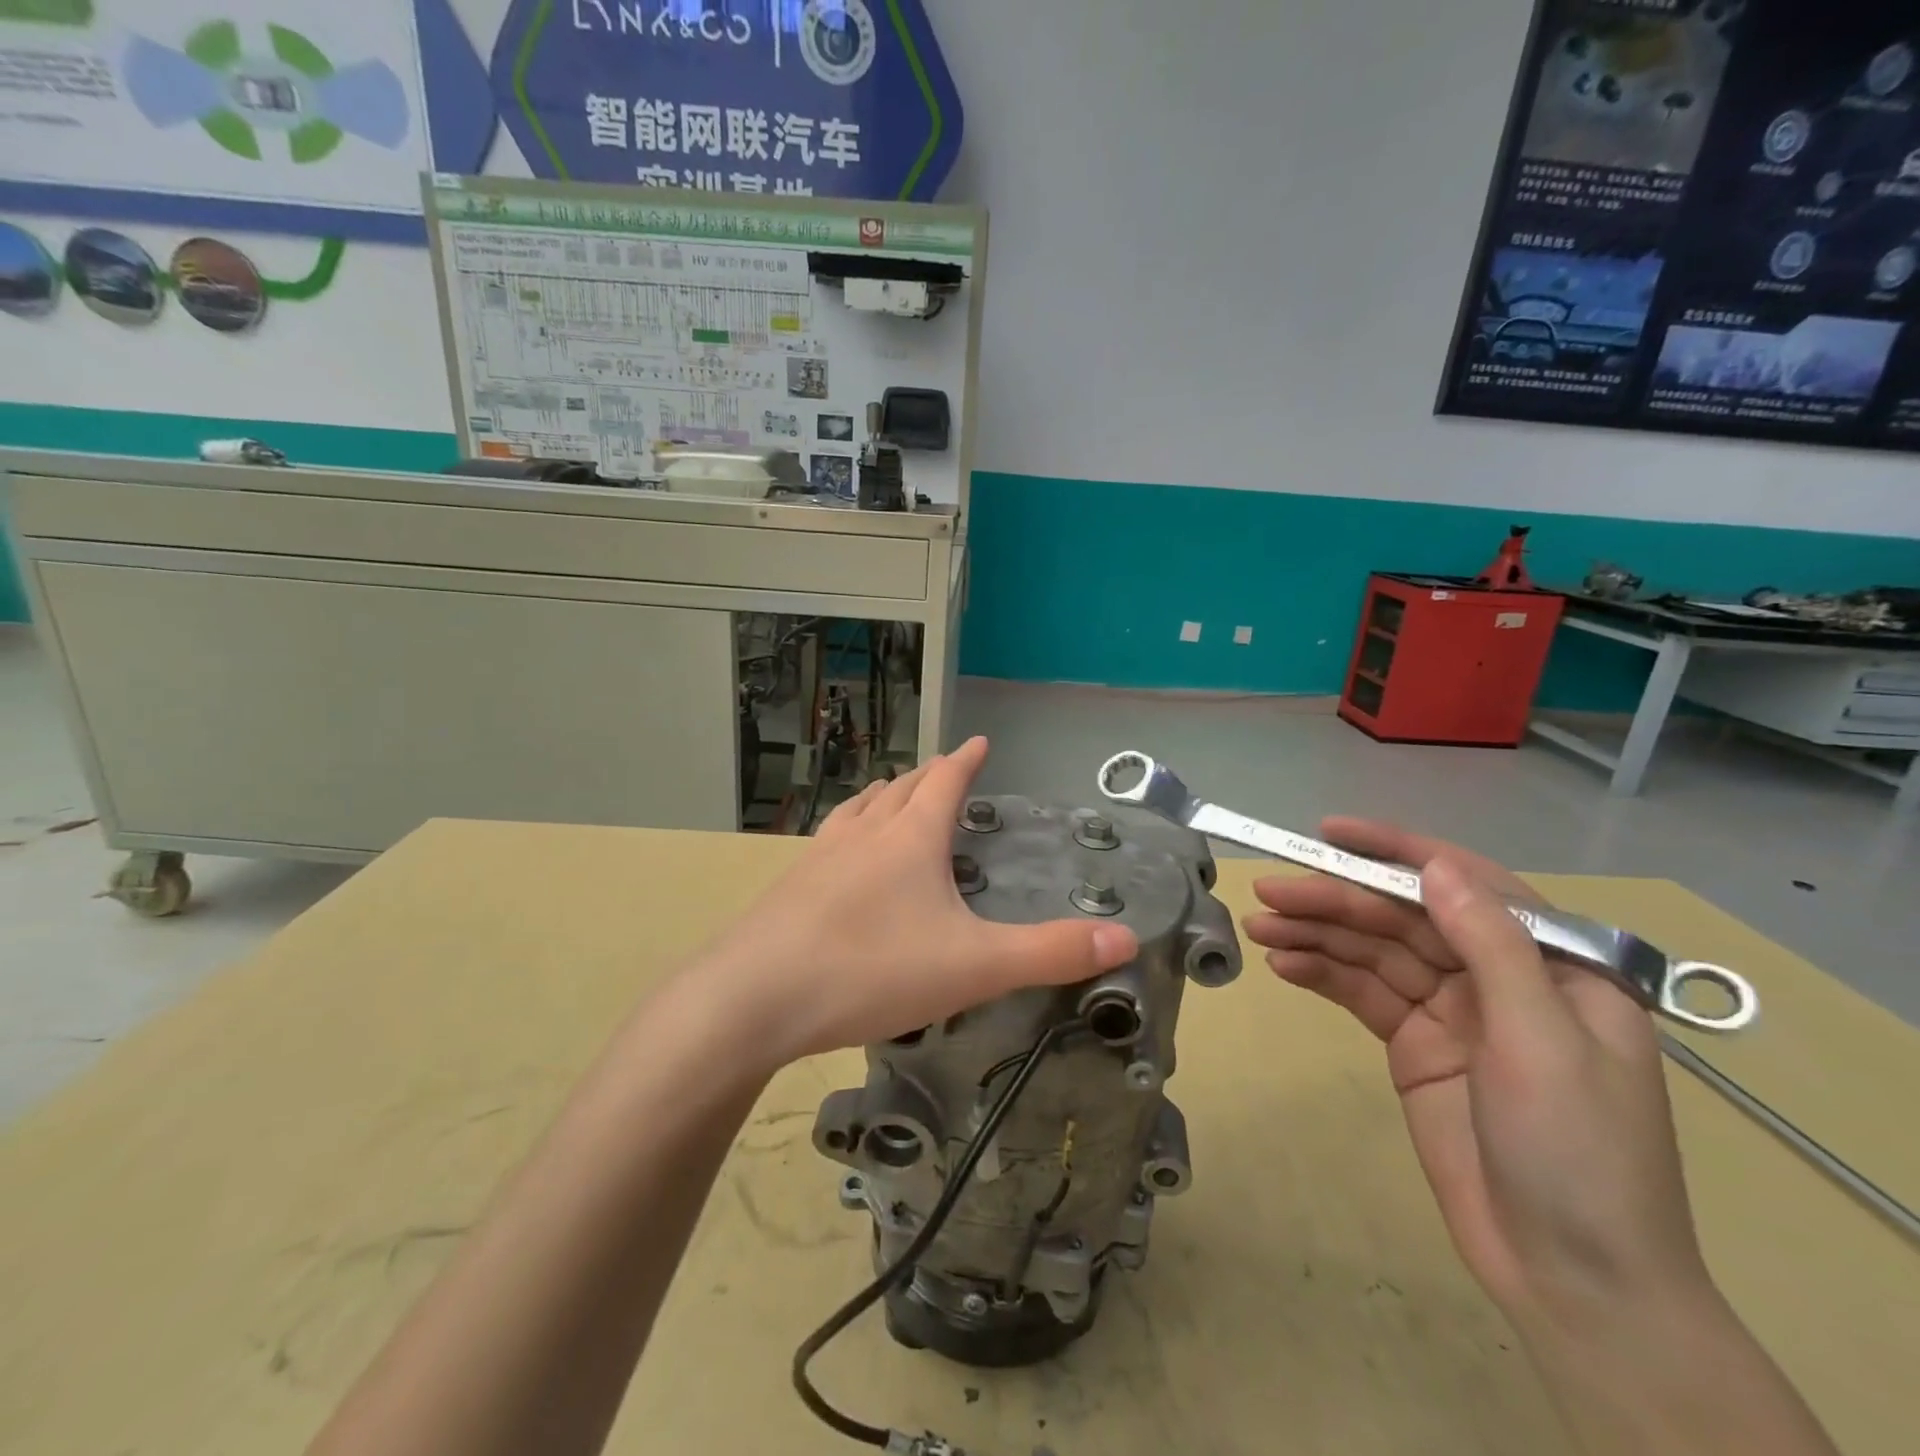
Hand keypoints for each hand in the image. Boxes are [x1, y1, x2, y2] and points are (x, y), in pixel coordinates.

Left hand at [699, 737, 1137, 1066]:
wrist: (754, 998)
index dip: (966, 760)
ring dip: (882, 796)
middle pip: (900, 788)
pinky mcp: (789, 886)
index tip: (980, 742)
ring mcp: (820, 857)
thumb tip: (1125, 939)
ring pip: (858, 810)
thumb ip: (1049, 952)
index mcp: (910, 838)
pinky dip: (848, 830)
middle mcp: (864, 834)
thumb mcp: (973, 966)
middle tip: (943, 770)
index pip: (945, 781)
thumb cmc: (871, 971)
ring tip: (891, 794)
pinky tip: (839, 855)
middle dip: (926, 776)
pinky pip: (829, 840)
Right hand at [1244, 819, 1709, 1324]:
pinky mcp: (1415, 1046)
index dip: (1396, 851)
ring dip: (1318, 935)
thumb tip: (1435, 866)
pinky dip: (1323, 975)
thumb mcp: (1541, 1041)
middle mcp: (1499, 977)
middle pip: (1405, 918)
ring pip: (1375, 954)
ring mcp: (1452, 1012)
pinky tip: (1284, 964)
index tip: (1329, 833)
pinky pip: (1362, 995)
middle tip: (1269, 890)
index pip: (1465, 884)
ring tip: (1259, 926)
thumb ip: (1490, 946)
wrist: (1572, 1280)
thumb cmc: (1579, 1153)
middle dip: (1337, 900)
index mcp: (1552, 964)